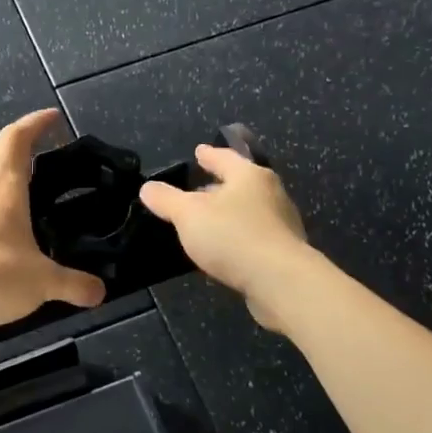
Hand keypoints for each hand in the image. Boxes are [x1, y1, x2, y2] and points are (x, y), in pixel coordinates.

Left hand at [0, 109, 107, 338]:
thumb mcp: (44, 283)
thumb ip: (75, 285)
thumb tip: (100, 292)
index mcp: (3, 192)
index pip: (16, 141)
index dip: (34, 123)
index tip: (53, 117)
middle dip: (10, 141)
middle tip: (33, 149)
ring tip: (21, 191)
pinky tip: (1, 230)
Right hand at [139, 144, 311, 333]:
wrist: (279, 281)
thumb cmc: (232, 236)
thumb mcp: (188, 214)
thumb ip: (167, 199)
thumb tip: (148, 187)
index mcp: (249, 176)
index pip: (225, 158)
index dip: (208, 155)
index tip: (199, 151)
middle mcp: (270, 194)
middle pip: (240, 183)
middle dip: (218, 186)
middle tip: (197, 189)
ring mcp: (281, 224)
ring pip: (248, 211)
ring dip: (228, 214)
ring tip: (207, 222)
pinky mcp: (283, 252)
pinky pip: (253, 236)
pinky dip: (237, 237)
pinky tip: (223, 250)